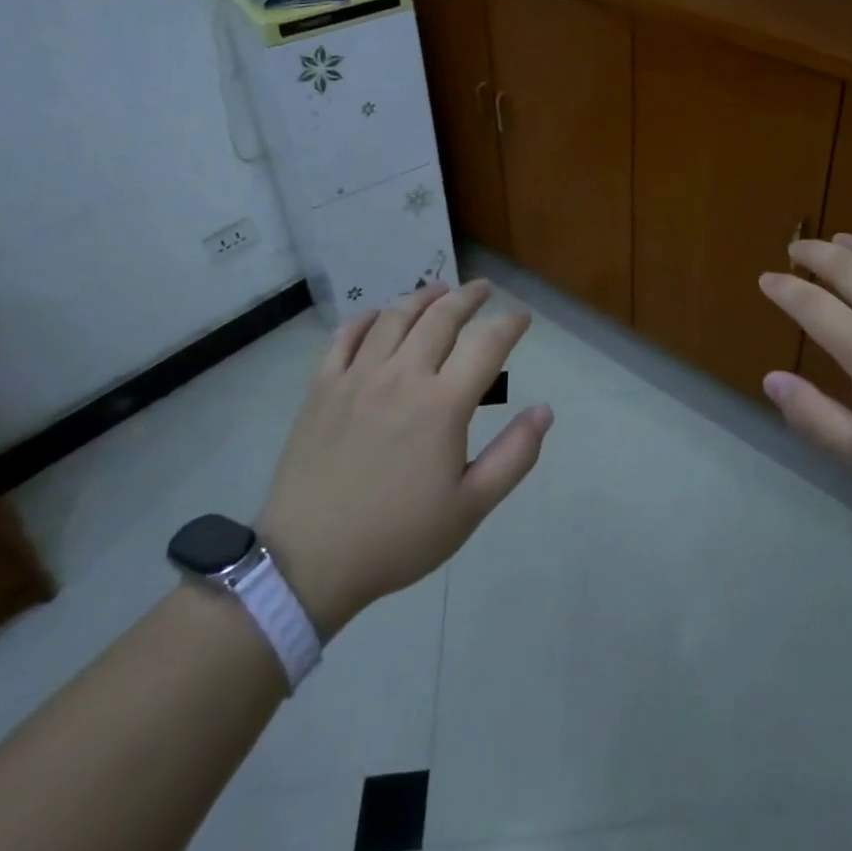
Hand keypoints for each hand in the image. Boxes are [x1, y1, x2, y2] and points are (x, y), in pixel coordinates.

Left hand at [257, 280, 551, 640]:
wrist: (308, 562)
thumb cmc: (397, 537)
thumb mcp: (470, 508)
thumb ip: (514, 456)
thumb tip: (544, 411)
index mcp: (442, 404)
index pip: (487, 344)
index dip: (509, 323)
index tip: (521, 316)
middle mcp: (402, 376)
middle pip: (441, 317)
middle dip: (468, 297)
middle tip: (483, 288)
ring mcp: (357, 377)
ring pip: (395, 318)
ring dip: (422, 297)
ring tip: (439, 290)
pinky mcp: (322, 388)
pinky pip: (345, 337)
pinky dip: (366, 318)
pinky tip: (378, 315)